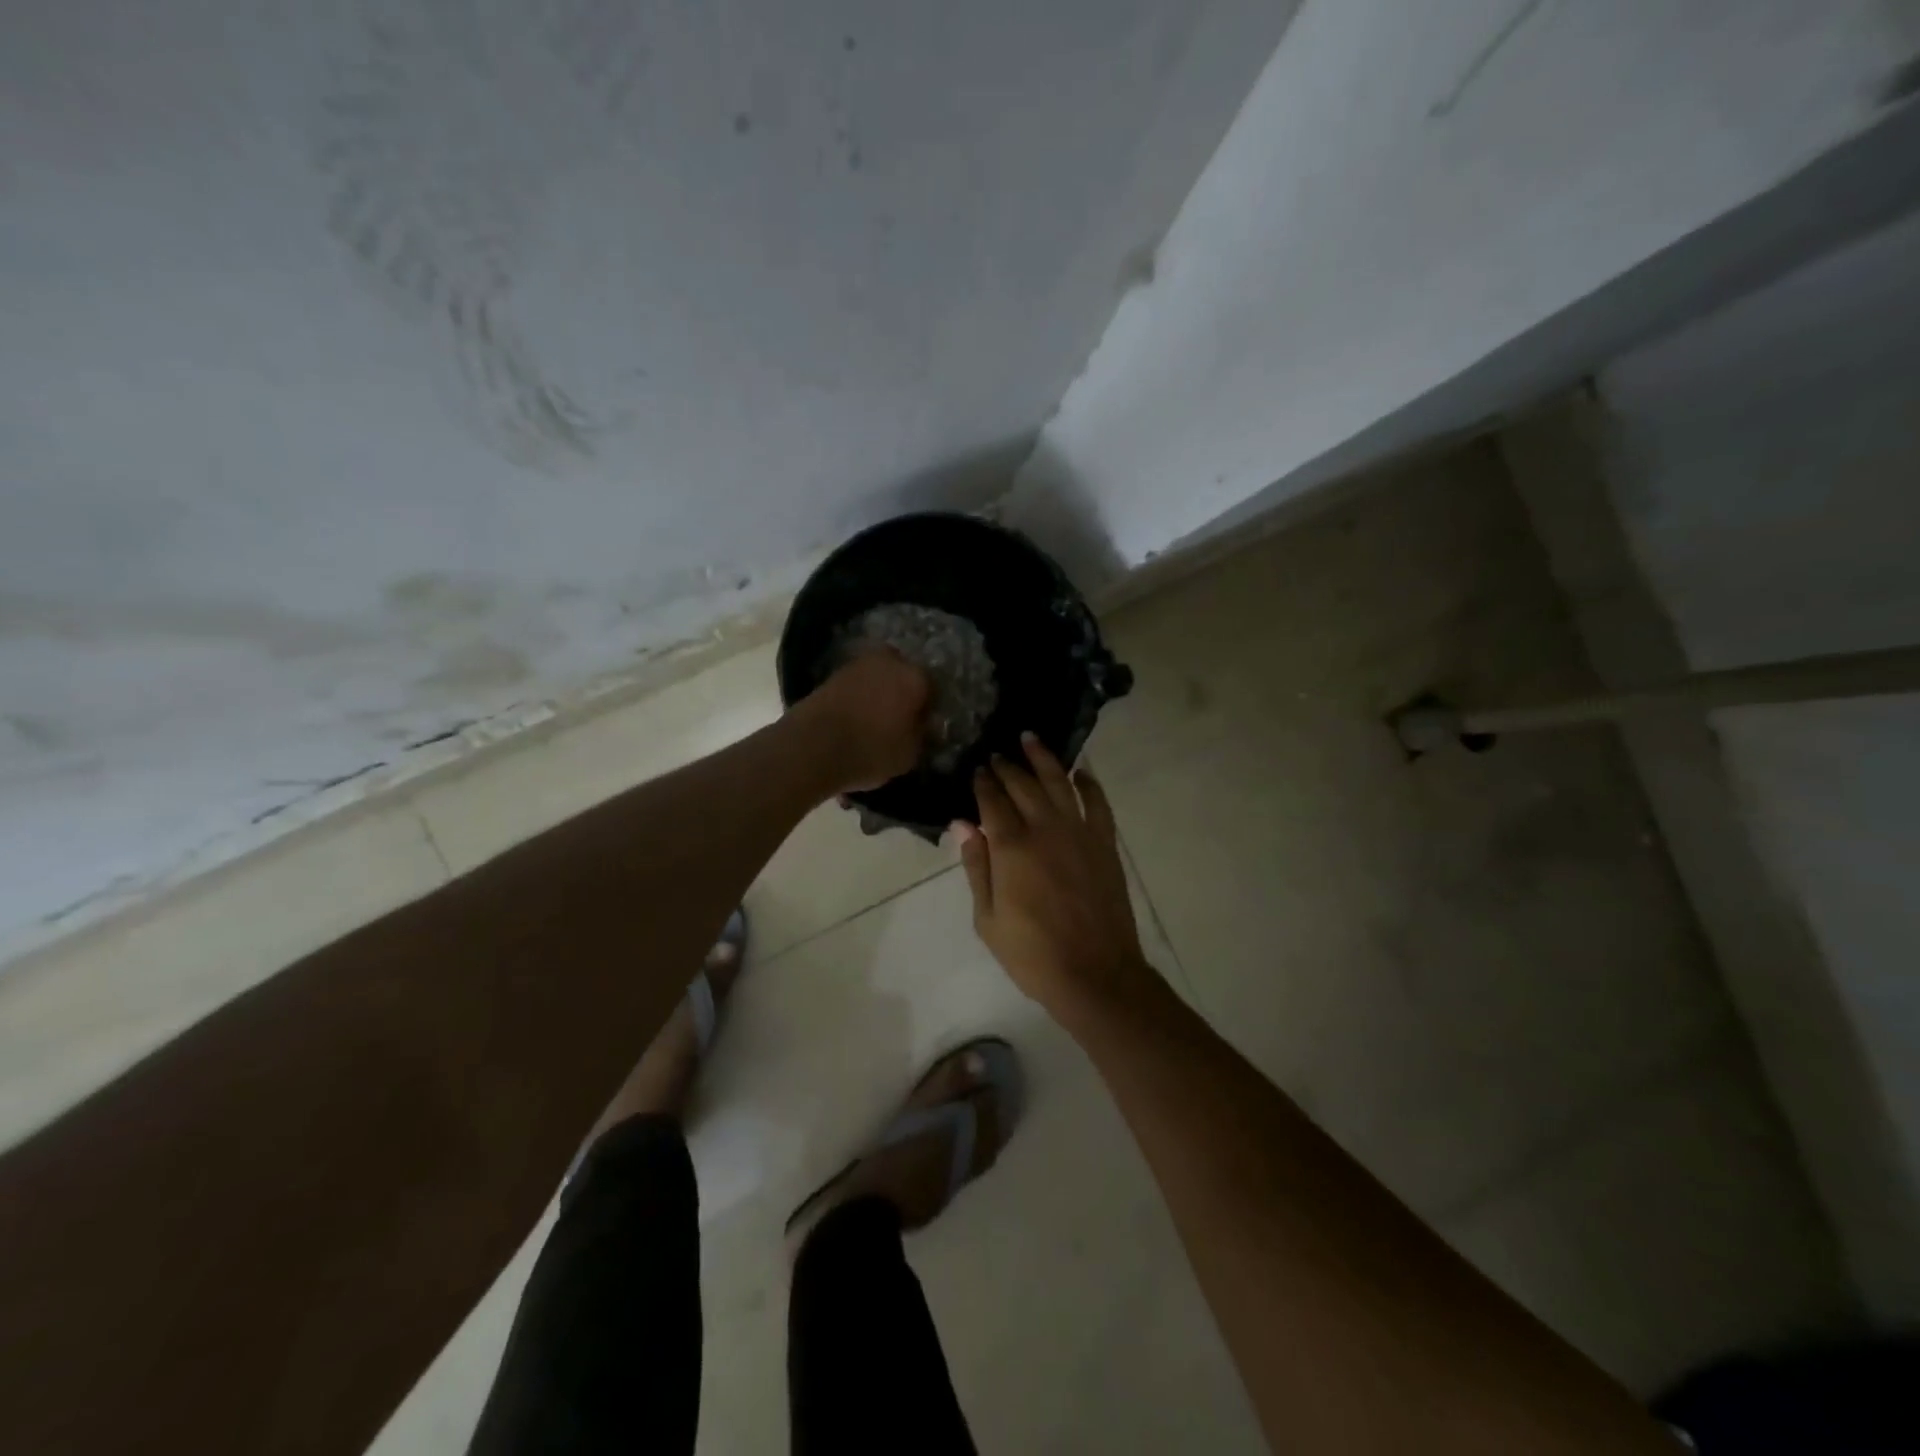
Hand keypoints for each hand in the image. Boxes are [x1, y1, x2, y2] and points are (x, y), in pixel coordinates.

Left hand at [794, 649, 931, 794]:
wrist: (811, 747)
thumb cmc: (871, 751)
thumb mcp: (909, 754)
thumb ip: (921, 735)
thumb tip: (922, 725)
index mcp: (914, 677)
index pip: (932, 688)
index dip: (929, 709)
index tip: (924, 727)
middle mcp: (888, 661)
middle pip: (903, 676)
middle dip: (903, 694)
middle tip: (899, 721)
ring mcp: (856, 665)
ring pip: (877, 678)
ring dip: (878, 695)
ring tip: (874, 722)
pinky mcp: (831, 675)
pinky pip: (855, 686)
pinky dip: (858, 699)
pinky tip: (855, 720)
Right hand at [956, 734, 1156, 1019]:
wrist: (1095, 974)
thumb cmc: (1032, 953)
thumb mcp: (988, 918)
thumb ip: (977, 867)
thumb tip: (963, 825)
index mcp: (1011, 847)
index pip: (992, 801)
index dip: (983, 782)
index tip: (977, 769)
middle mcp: (1045, 829)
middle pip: (1023, 785)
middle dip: (1007, 766)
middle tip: (997, 755)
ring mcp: (1079, 833)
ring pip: (1060, 783)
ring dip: (1044, 759)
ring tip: (1030, 739)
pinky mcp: (1105, 844)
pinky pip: (1098, 804)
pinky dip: (1090, 784)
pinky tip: (1081, 772)